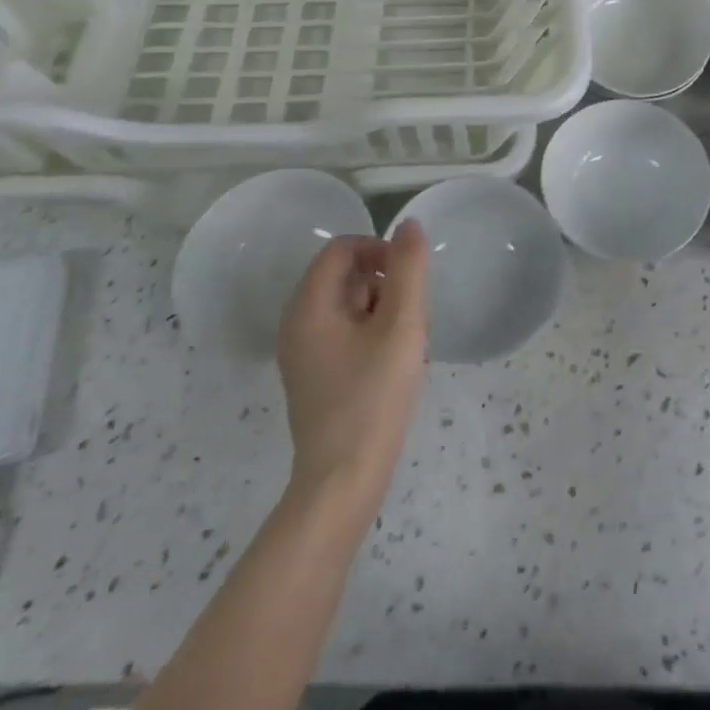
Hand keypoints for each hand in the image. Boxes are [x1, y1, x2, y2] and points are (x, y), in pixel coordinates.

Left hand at [277, 221, 428, 507]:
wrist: (342, 483)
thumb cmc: (373, 398)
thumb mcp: (401, 326)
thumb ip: (407, 270)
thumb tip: (408, 226)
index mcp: (309, 306)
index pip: (340, 249)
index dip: (378, 249)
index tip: (408, 276)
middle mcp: (296, 324)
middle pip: (343, 276)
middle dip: (383, 283)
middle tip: (412, 314)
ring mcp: (302, 354)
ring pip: (346, 305)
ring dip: (381, 309)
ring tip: (407, 342)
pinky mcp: (313, 377)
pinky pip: (343, 333)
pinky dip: (370, 334)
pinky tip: (393, 364)